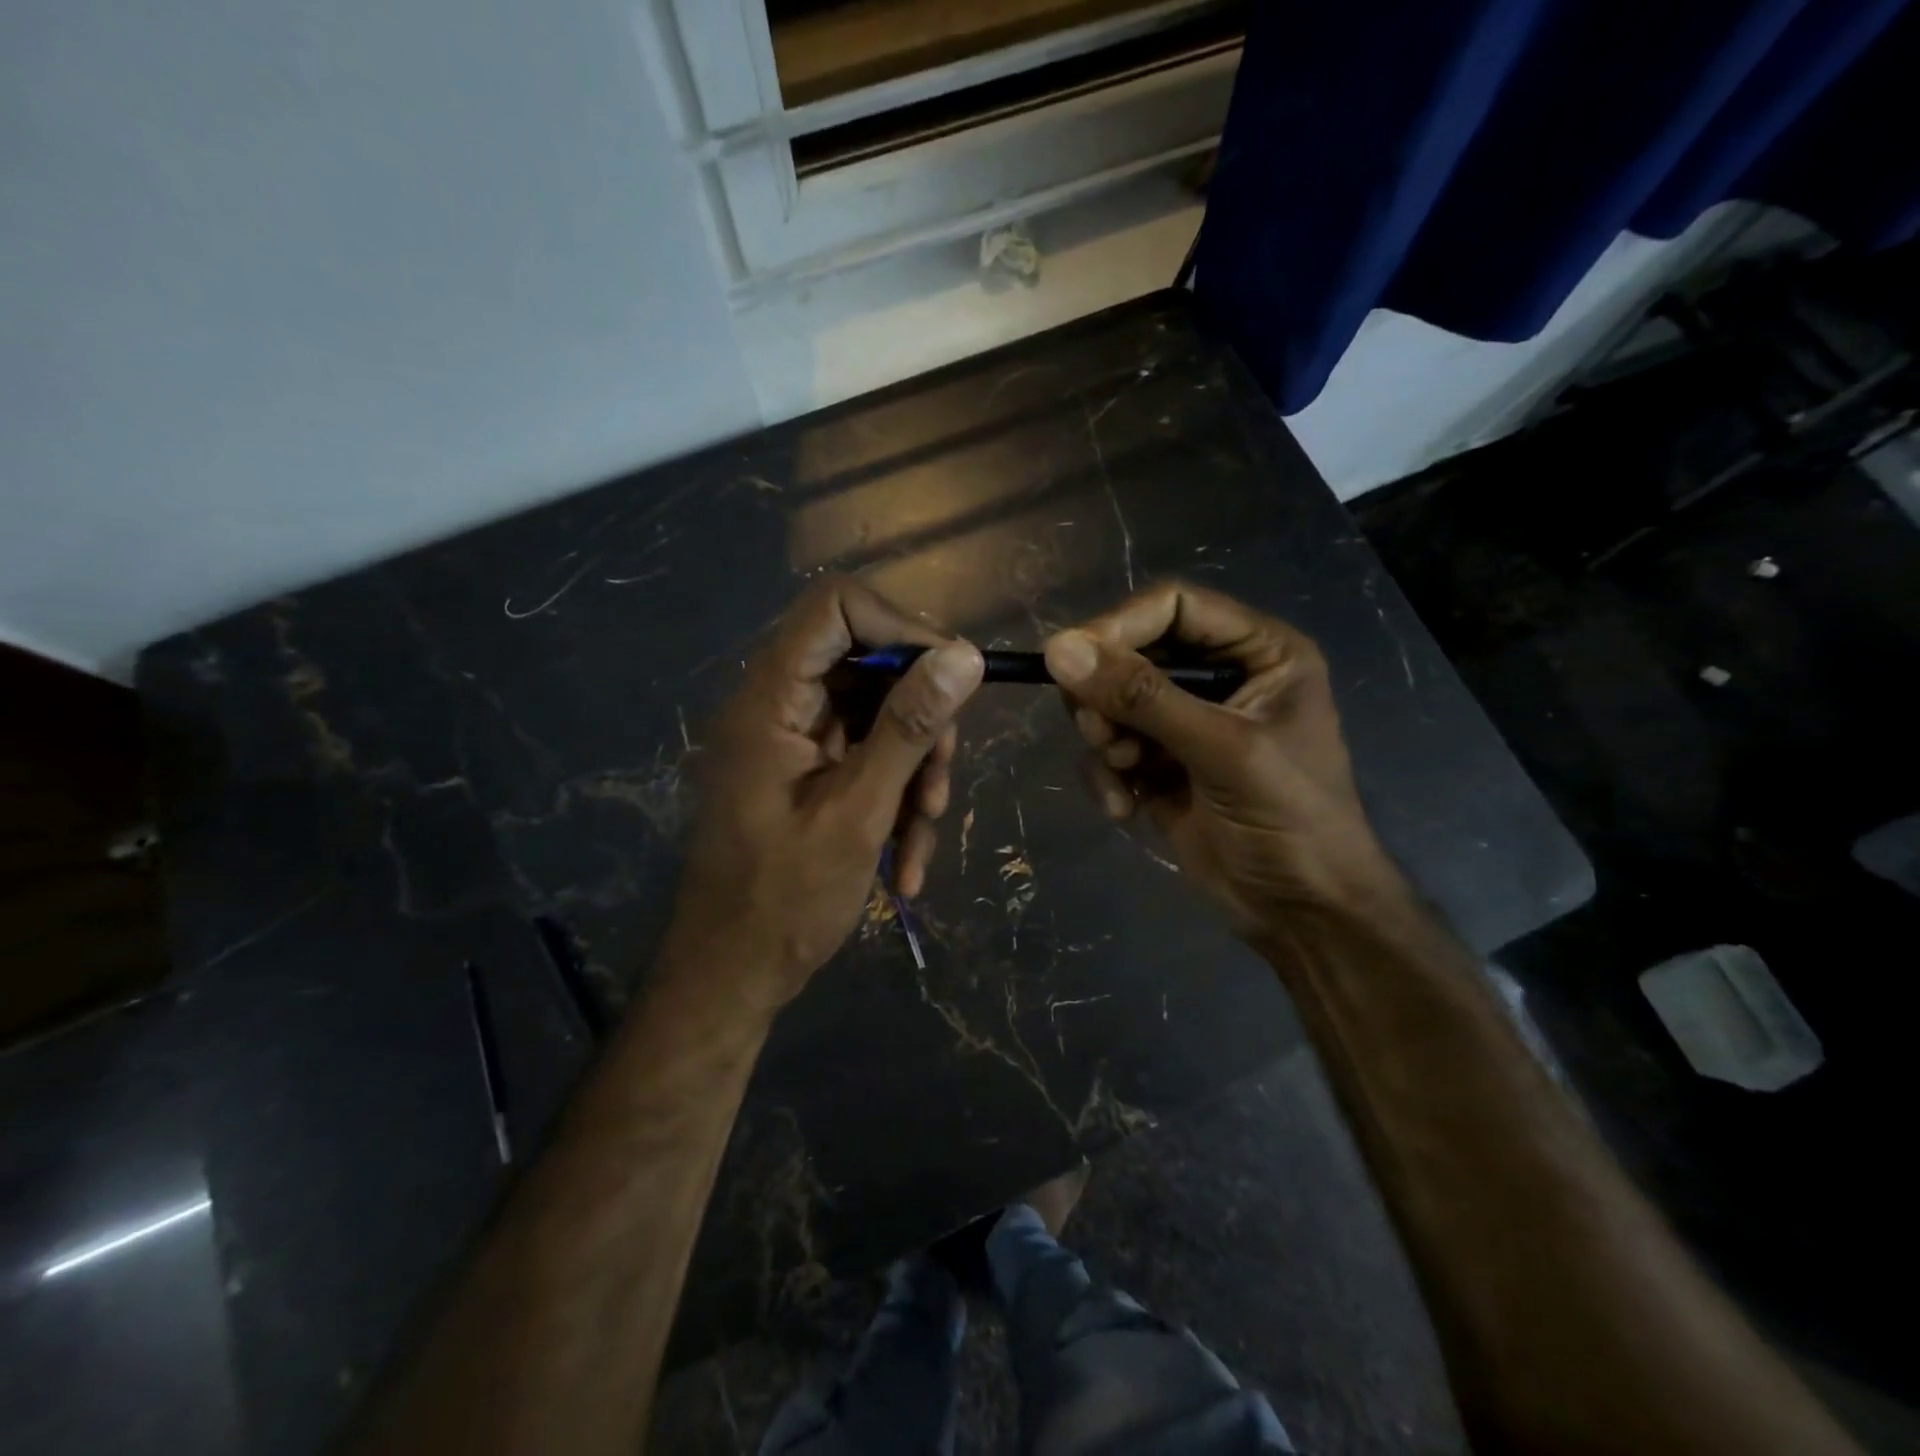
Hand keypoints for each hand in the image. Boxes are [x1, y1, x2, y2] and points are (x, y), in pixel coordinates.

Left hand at [664, 578, 983, 1012]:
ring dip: (915, 771)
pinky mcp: (810, 773)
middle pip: (869, 664)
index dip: (900, 627)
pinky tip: (907, 862)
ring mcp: (795, 741)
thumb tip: (963, 656)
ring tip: (924, 834)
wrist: (732, 975)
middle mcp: (779, 705)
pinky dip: (896, 799)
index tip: (950, 678)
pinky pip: (868, 758)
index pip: (835, 607)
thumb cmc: (783, 900)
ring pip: (878, 717)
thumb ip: (909, 728)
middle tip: (942, 781)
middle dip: (920, 721)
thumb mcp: (859, 812)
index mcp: (771, 699)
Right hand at [1043, 583, 1399, 931]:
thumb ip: (1142, 697)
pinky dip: (1107, 776)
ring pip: (1111, 702)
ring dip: (1106, 739)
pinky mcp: (1159, 765)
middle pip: (1132, 653)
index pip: (1173, 606)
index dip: (1119, 626)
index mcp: (1257, 652)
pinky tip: (1126, 810)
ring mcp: (1185, 723)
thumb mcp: (1222, 751)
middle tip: (1102, 734)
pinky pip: (1109, 750)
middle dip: (1107, 696)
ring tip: (1126, 774)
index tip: (1071, 660)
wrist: (1302, 912)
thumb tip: (1059, 649)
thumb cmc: (1289, 820)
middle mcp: (1219, 677)